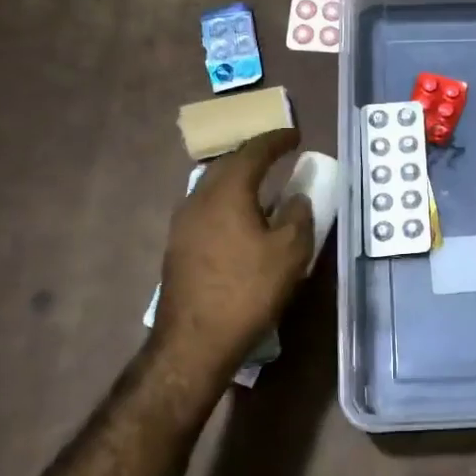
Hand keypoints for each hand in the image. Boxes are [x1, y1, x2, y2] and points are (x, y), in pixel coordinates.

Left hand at [153, 129, 314, 381]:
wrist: (194, 341)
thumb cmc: (247, 290)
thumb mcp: (289, 252)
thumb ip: (298, 216)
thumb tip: (296, 198)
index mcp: (228, 191)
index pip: (253, 151)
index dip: (276, 140)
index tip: (295, 134)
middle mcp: (199, 198)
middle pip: (227, 164)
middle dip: (254, 155)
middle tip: (277, 155)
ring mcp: (183, 222)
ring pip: (213, 186)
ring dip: (238, 179)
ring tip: (261, 185)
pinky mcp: (177, 245)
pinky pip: (206, 208)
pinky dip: (227, 202)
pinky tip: (240, 219)